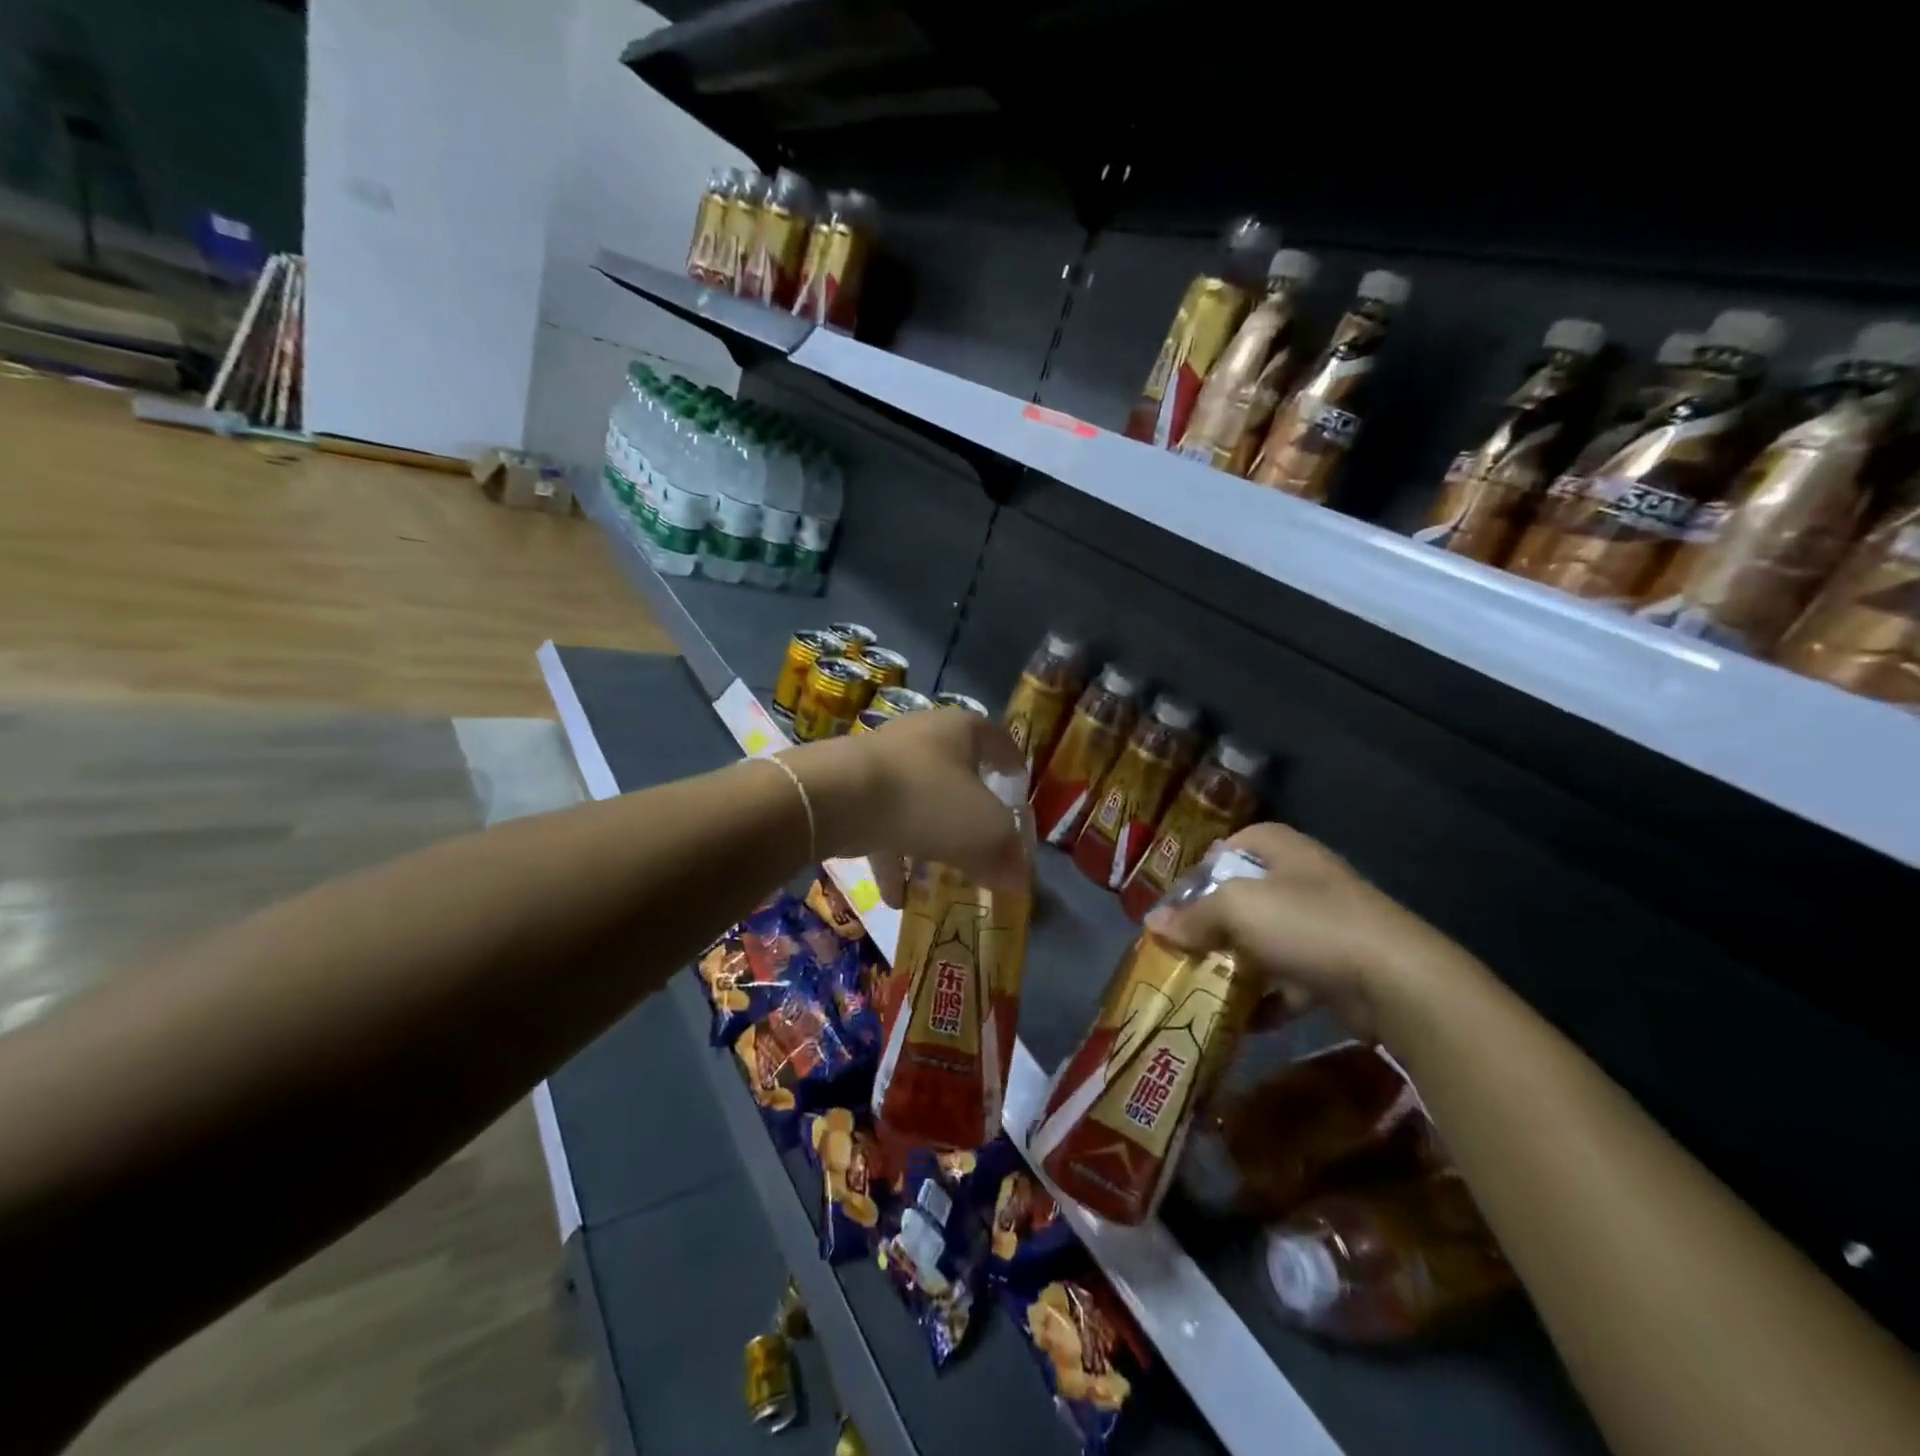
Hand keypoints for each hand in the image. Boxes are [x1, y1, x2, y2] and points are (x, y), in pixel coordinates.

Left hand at [783, 708, 1028, 906]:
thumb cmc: (928, 799)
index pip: (999, 742)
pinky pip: (882, 825)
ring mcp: (884, 761)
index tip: (1019, 789)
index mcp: (962, 729)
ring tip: (940, 882)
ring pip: (918, 802)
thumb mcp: (984, 832)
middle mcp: (923, 736)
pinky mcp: (851, 788)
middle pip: (957, 774)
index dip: (1013, 766)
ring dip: (929, 842)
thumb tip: (1021, 881)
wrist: (838, 796)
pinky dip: (892, 859)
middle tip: (984, 843)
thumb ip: (1006, 856)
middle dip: (970, 813)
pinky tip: (897, 899)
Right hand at [1144, 823, 1472, 1039]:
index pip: (1231, 846)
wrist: (1396, 981)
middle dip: (1214, 923)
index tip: (1178, 903)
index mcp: (1281, 849)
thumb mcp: (1237, 909)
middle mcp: (1303, 879)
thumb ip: (1194, 916)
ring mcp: (1325, 923)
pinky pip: (1291, 978)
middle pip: (1245, 895)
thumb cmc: (1308, 924)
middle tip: (1184, 948)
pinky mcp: (1338, 965)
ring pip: (1266, 939)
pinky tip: (1245, 1019)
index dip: (1202, 870)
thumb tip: (1153, 923)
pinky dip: (1269, 998)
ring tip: (1204, 985)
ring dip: (1238, 963)